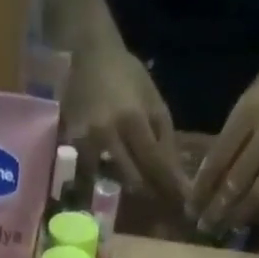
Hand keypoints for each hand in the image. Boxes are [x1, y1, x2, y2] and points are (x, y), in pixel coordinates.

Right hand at [65, 38, 184, 199]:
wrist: (88, 55)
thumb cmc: (125, 75)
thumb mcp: (152, 98)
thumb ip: (164, 134)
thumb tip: (176, 172)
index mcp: (133, 119)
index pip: (156, 162)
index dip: (171, 185)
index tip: (185, 203)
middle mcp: (109, 135)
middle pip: (134, 180)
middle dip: (150, 192)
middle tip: (163, 202)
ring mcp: (88, 143)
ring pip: (111, 182)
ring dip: (126, 186)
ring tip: (136, 188)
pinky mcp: (73, 148)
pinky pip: (91, 175)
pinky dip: (101, 180)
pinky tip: (106, 178)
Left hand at [187, 25, 258, 233]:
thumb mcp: (252, 95)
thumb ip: (233, 134)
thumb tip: (210, 179)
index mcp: (250, 109)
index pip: (217, 160)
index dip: (201, 190)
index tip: (191, 210)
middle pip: (237, 181)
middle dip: (217, 210)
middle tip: (206, 226)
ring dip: (242, 215)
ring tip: (229, 227)